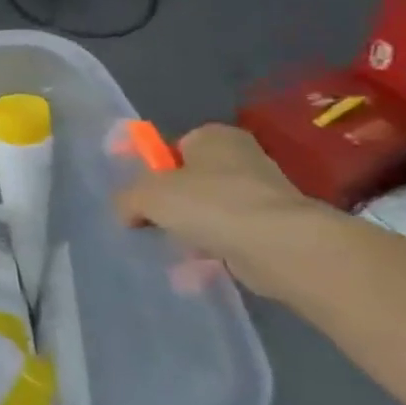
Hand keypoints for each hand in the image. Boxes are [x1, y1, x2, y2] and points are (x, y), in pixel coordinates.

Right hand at [115, 124, 322, 291]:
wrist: (279, 246)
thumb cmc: (209, 203)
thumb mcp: (147, 195)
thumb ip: (127, 199)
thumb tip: (126, 212)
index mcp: (213, 136)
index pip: (174, 147)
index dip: (154, 170)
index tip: (141, 195)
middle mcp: (242, 158)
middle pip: (192, 181)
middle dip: (173, 204)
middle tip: (153, 222)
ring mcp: (263, 195)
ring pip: (211, 211)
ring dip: (192, 230)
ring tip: (174, 249)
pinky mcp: (274, 229)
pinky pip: (231, 237)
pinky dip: (214, 250)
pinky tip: (197, 267)